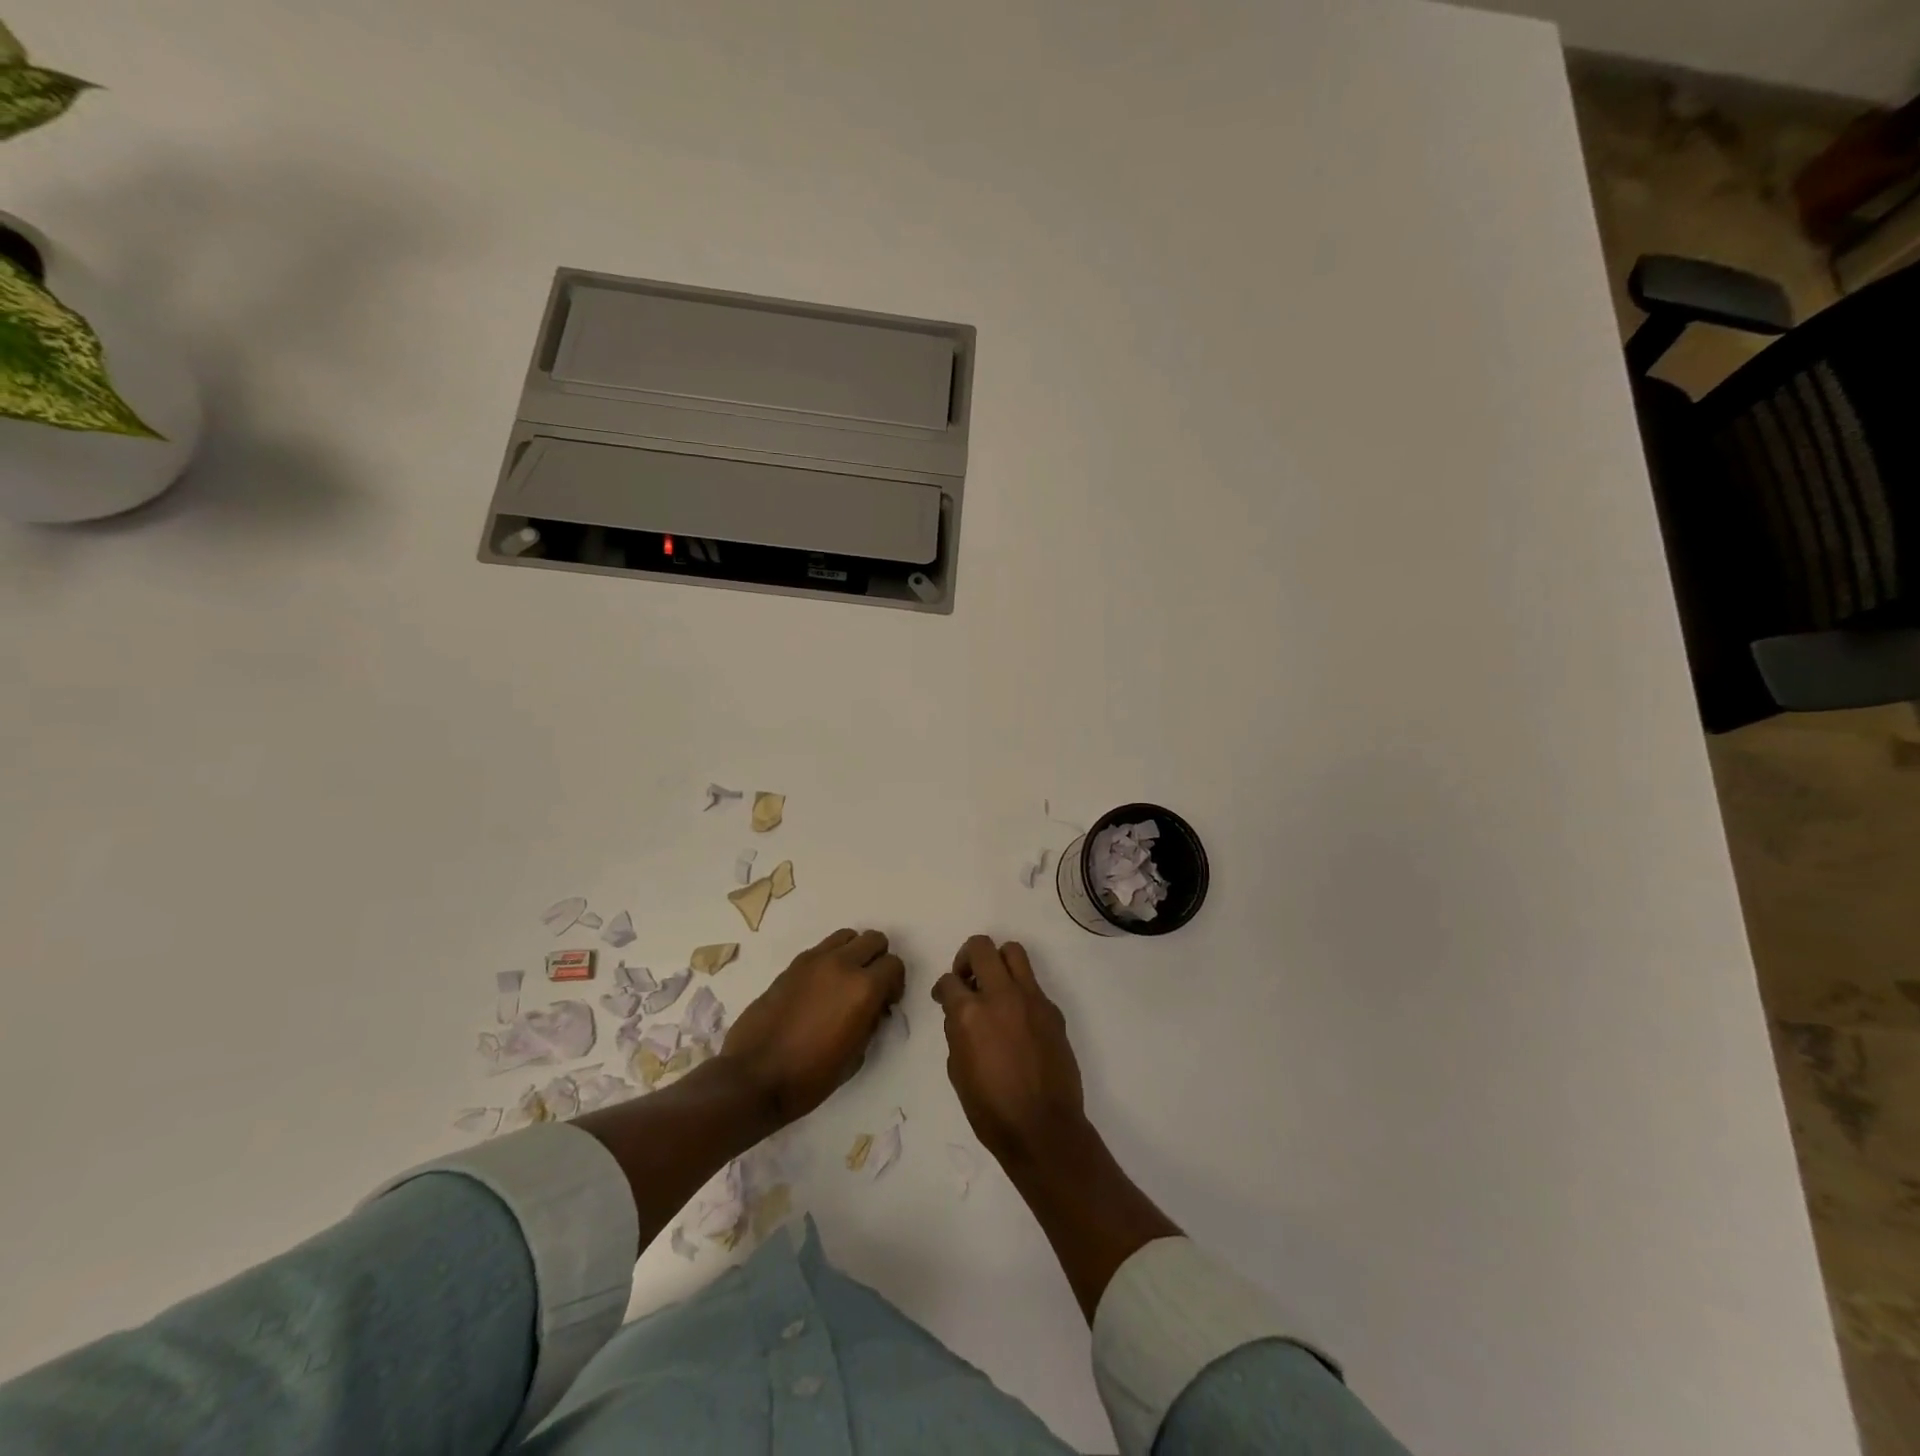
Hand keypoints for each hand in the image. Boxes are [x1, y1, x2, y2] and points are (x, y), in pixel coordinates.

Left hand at [720, 928, 905, 1125]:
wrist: (754, 1078)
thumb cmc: (810, 1077)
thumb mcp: (856, 1056)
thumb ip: (871, 1022)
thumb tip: (873, 1007)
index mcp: (864, 988)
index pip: (894, 965)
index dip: (895, 984)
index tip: (886, 1004)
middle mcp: (842, 964)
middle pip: (873, 939)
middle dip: (878, 960)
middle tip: (870, 988)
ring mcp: (814, 961)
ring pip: (847, 936)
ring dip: (853, 953)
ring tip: (845, 982)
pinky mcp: (792, 965)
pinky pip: (821, 949)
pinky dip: (830, 960)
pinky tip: (820, 989)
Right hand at [933, 936, 1089, 1167]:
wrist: (1043, 1128)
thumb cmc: (991, 1110)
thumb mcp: (957, 1070)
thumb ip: (958, 1031)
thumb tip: (962, 1015)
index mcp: (970, 1013)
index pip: (949, 981)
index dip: (942, 988)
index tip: (943, 998)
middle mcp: (1001, 995)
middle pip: (981, 947)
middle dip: (967, 957)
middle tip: (966, 979)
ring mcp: (1031, 999)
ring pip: (1013, 952)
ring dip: (998, 961)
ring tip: (993, 985)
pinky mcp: (1052, 1010)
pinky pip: (1032, 984)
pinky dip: (1020, 991)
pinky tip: (1017, 1019)